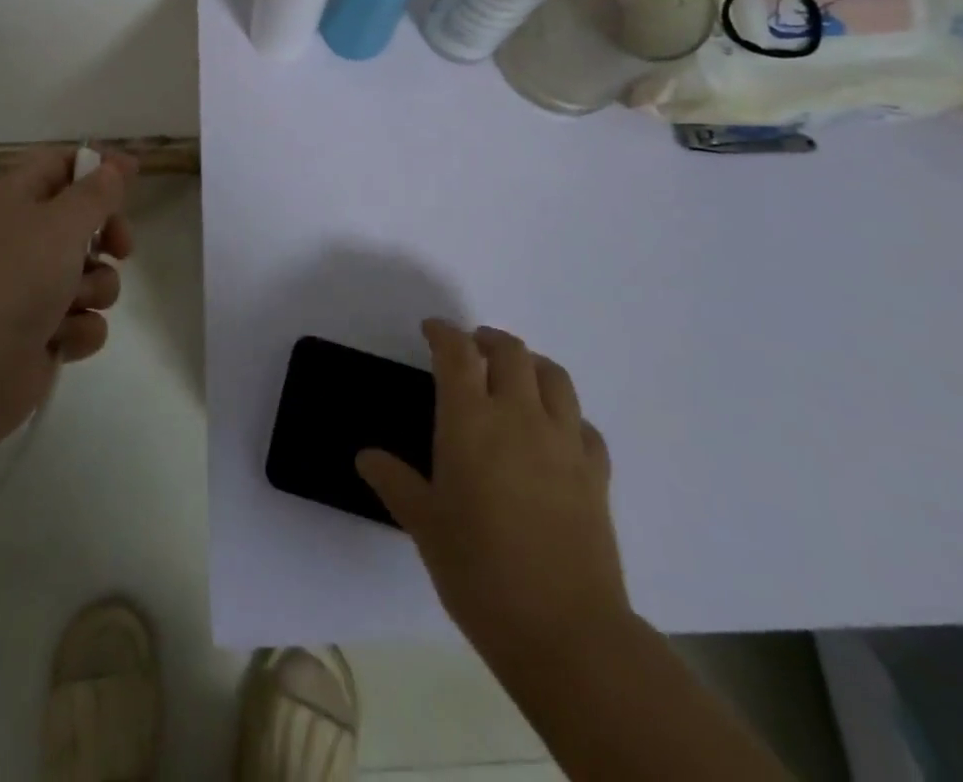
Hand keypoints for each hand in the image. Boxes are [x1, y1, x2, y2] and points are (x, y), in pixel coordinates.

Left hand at [0, 147, 134, 454]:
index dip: (96, 166)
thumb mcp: (61, 224)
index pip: (60, 164)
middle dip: (108, 235)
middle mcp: (24, 238)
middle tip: (119, 248)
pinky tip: (59, 340)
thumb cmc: (13, 281)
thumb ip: (98, 192)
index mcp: (17, 199)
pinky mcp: (42, 332)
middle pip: (84, 220)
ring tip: (71, 305)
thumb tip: (118, 163)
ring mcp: (32, 288)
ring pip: (91, 274)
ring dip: (94, 289)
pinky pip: (83, 319)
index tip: (131, 178)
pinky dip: (78, 329)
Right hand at [357, 320, 630, 662]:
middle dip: (487, 340)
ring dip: (530, 363)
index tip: (431, 330)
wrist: (566, 631)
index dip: (443, 333)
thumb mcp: (425, 526)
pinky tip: (555, 431)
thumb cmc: (480, 572)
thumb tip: (366, 456)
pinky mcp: (596, 473)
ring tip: (514, 374)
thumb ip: (395, 483)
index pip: (457, 353)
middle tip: (471, 349)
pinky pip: (583, 424)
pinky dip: (565, 413)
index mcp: (470, 420)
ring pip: (553, 376)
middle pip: (510, 352)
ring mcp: (564, 442)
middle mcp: (519, 416)